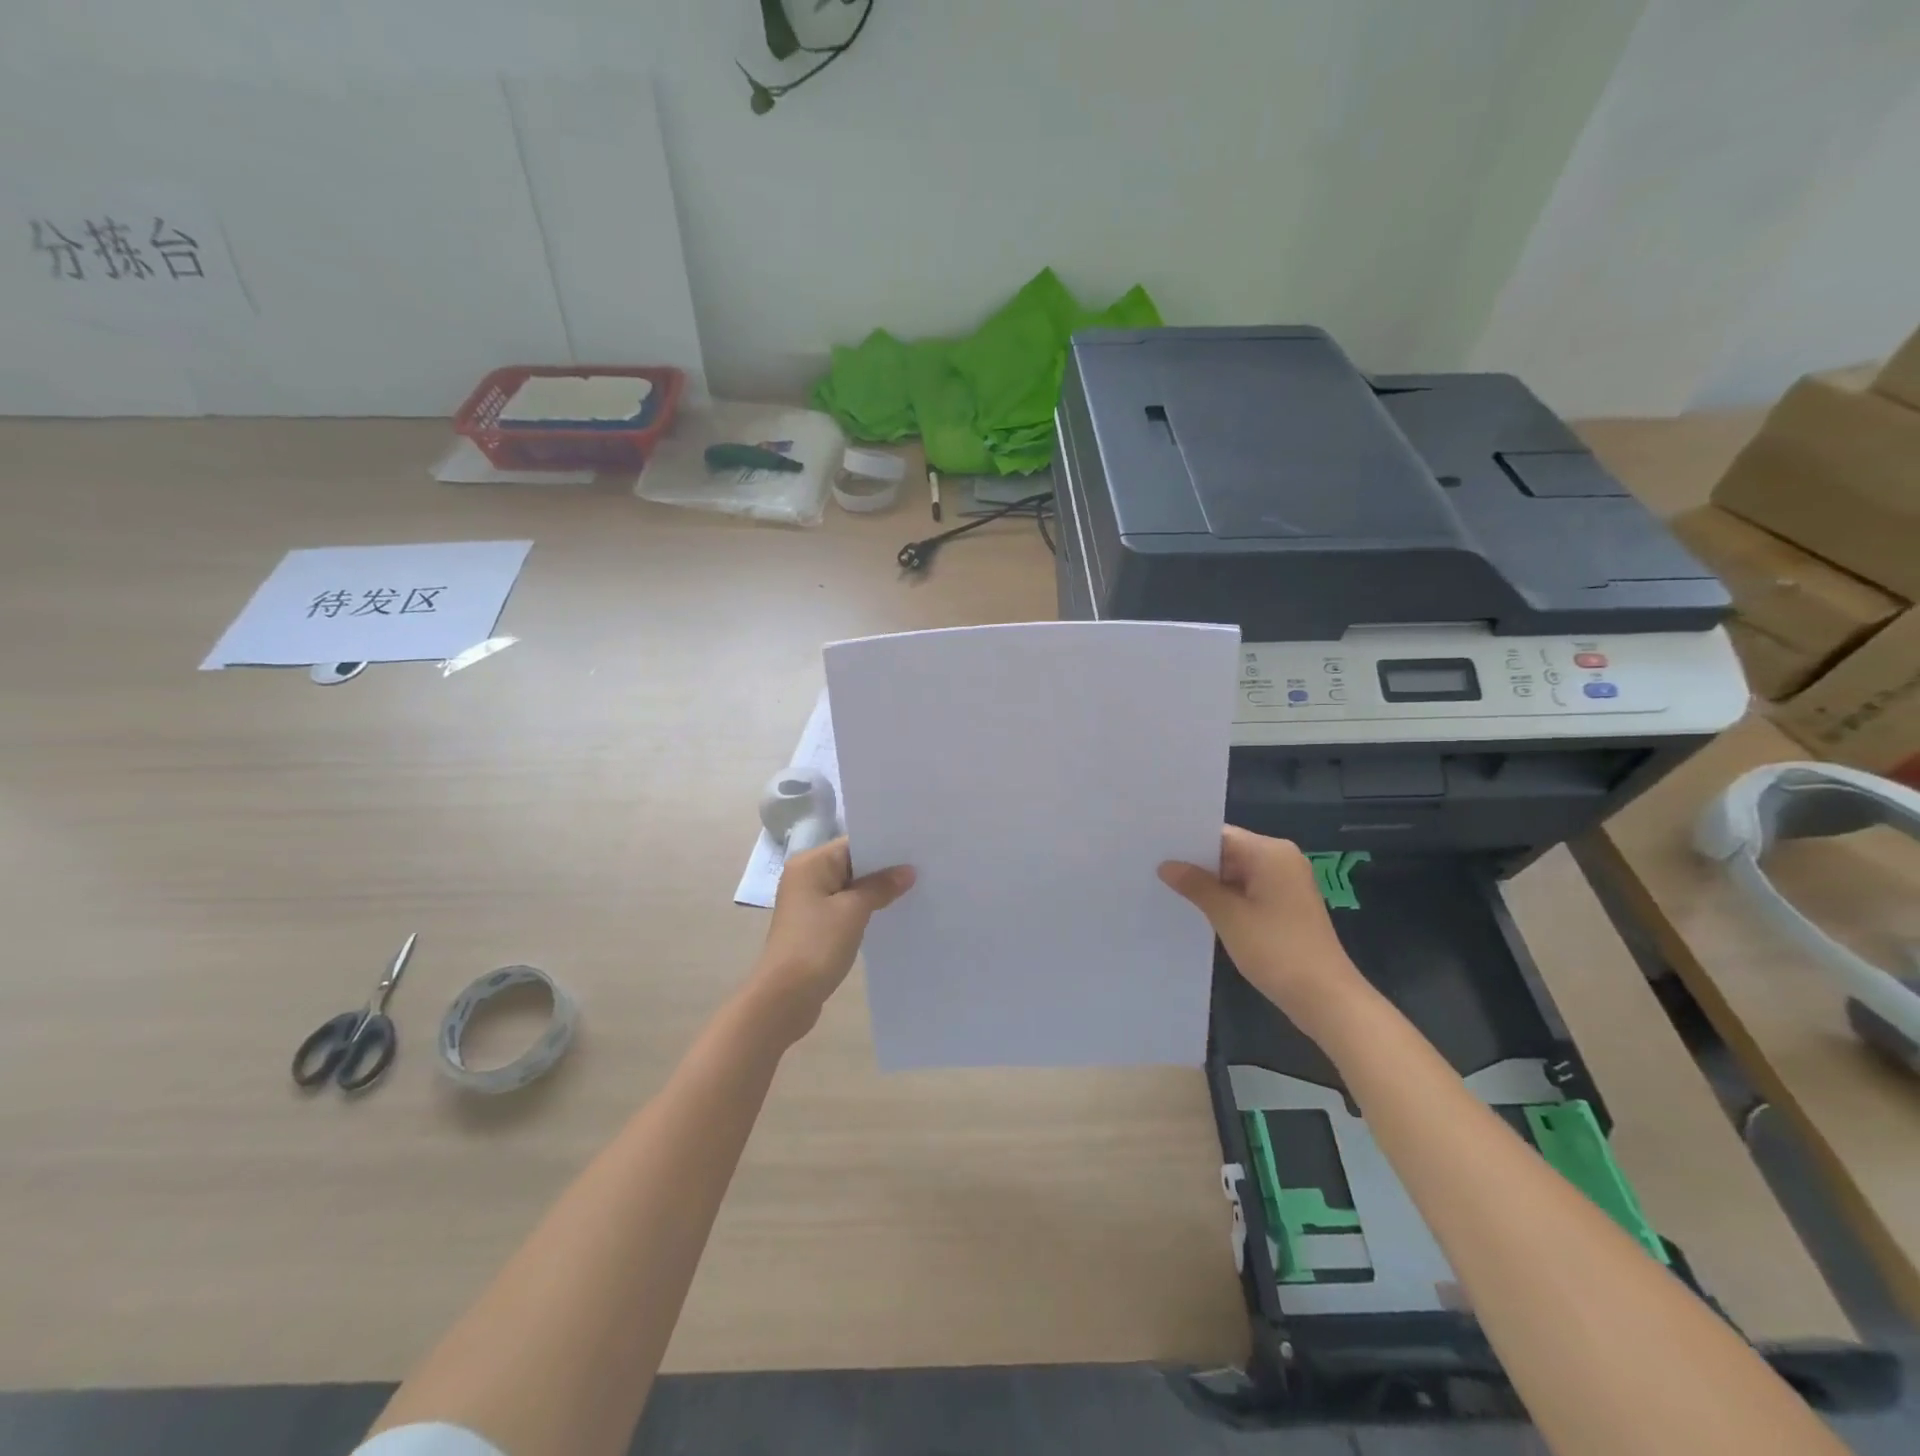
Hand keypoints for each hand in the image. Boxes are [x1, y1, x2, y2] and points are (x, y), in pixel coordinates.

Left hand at [749, 838, 914, 1039]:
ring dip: (875, 891)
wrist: (785, 997)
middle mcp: (806, 877)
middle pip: (852, 864)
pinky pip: (845, 908)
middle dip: (883, 869)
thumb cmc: (817, 944)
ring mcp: (809, 903)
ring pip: (850, 887)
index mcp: (810, 864)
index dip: (884, 847)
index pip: (853, 844)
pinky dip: (865, 909)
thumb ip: (881, 887)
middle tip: (922, 869)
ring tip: (914, 890)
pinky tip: (890, 913)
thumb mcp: (854, 911)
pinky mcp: (814, 926)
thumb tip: (907, 871)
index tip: (916, 850)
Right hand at [1159, 827, 1366, 1034]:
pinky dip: (1226, 897)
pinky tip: (1198, 908)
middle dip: (1195, 863)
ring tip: (1167, 886)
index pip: (1220, 835)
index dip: (1187, 841)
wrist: (1325, 997)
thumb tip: (1166, 865)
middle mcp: (1281, 860)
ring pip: (1236, 872)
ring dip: (1209, 883)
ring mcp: (1286, 883)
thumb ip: (1196, 885)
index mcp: (1270, 852)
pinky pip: (1248, 890)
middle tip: (1153, 867)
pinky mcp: (1286, 905)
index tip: (1155, 847)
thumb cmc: (1276, 949)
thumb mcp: (1228, 916)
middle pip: (1228, 851)